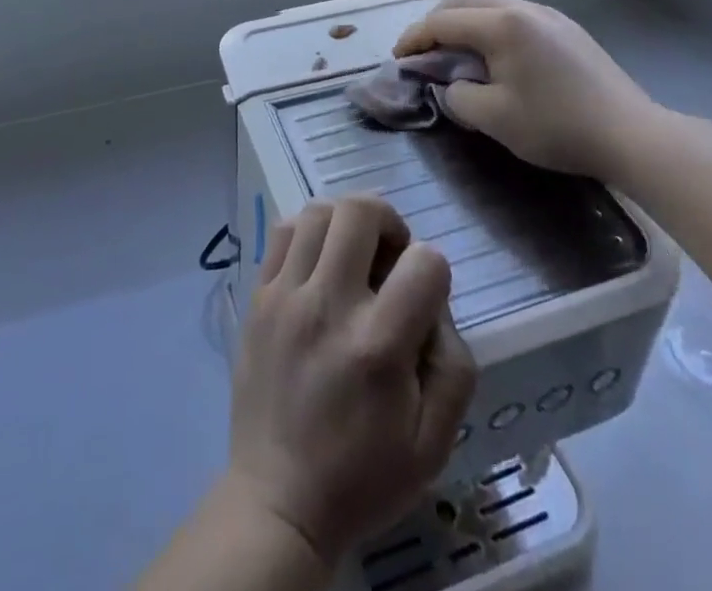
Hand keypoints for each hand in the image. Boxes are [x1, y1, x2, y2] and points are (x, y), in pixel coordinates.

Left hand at [228, 197, 476, 565]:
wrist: (277, 501)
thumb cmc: (362, 476)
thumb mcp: (434, 443)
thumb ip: (454, 367)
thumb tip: (435, 306)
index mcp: (377, 346)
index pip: (425, 261)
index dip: (435, 272)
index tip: (423, 299)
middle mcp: (328, 306)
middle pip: (360, 211)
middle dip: (389, 222)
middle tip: (391, 257)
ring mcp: (285, 296)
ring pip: (318, 211)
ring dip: (346, 223)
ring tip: (353, 256)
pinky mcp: (257, 296)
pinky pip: (282, 231)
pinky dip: (308, 233)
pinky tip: (318, 266)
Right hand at [394, 0, 667, 185]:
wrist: (632, 134)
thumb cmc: (558, 126)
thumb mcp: (494, 119)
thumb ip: (458, 96)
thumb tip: (451, 84)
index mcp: (502, 25)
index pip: (443, 22)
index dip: (414, 38)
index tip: (399, 59)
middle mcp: (522, 8)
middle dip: (436, 21)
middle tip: (424, 50)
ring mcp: (548, 14)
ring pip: (491, 2)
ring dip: (464, 20)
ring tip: (455, 50)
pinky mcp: (566, 28)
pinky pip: (514, 13)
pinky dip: (490, 26)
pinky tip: (495, 53)